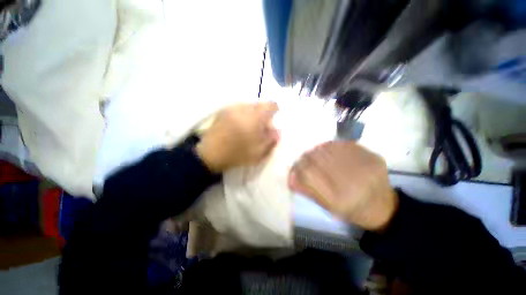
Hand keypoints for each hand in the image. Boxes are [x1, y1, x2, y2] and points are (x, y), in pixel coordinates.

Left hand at [196, 102, 278, 172]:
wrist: (210, 154)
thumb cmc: (237, 154)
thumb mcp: (258, 152)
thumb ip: (271, 139)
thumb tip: (278, 130)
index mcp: (255, 118)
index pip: (271, 105)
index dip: (275, 110)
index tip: (273, 120)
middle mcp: (244, 108)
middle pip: (260, 104)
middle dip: (264, 113)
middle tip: (261, 126)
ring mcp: (232, 108)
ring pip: (249, 105)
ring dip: (253, 113)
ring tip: (249, 126)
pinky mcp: (223, 110)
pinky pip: (238, 107)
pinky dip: (243, 113)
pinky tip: (239, 125)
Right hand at [289, 141, 397, 230]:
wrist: (383, 207)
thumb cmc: (351, 211)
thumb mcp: (327, 207)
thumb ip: (307, 190)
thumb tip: (291, 176)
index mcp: (340, 199)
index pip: (308, 173)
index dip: (298, 167)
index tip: (294, 166)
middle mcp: (353, 182)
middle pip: (318, 158)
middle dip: (306, 156)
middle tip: (304, 158)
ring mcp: (366, 166)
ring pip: (329, 148)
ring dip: (318, 150)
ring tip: (316, 154)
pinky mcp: (373, 156)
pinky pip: (343, 144)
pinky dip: (332, 146)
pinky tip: (331, 151)